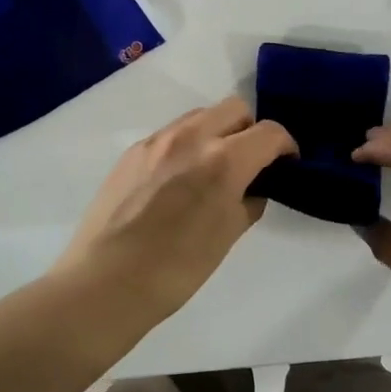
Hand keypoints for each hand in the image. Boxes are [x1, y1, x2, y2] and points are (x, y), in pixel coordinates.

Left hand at [55, 97, 295, 323]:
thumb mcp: (227, 237)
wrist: (104, 283)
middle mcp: (191, 137)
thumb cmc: (176, 269)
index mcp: (223, 160)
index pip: (269, 133)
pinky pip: (171, 133)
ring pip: (201, 115)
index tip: (286, 164)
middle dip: (251, 130)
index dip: (286, 146)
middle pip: (235, 108)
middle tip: (250, 163)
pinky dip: (187, 144)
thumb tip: (252, 189)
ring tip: (212, 169)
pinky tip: (178, 180)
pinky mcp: (132, 151)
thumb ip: (248, 202)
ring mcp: (157, 140)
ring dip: (218, 132)